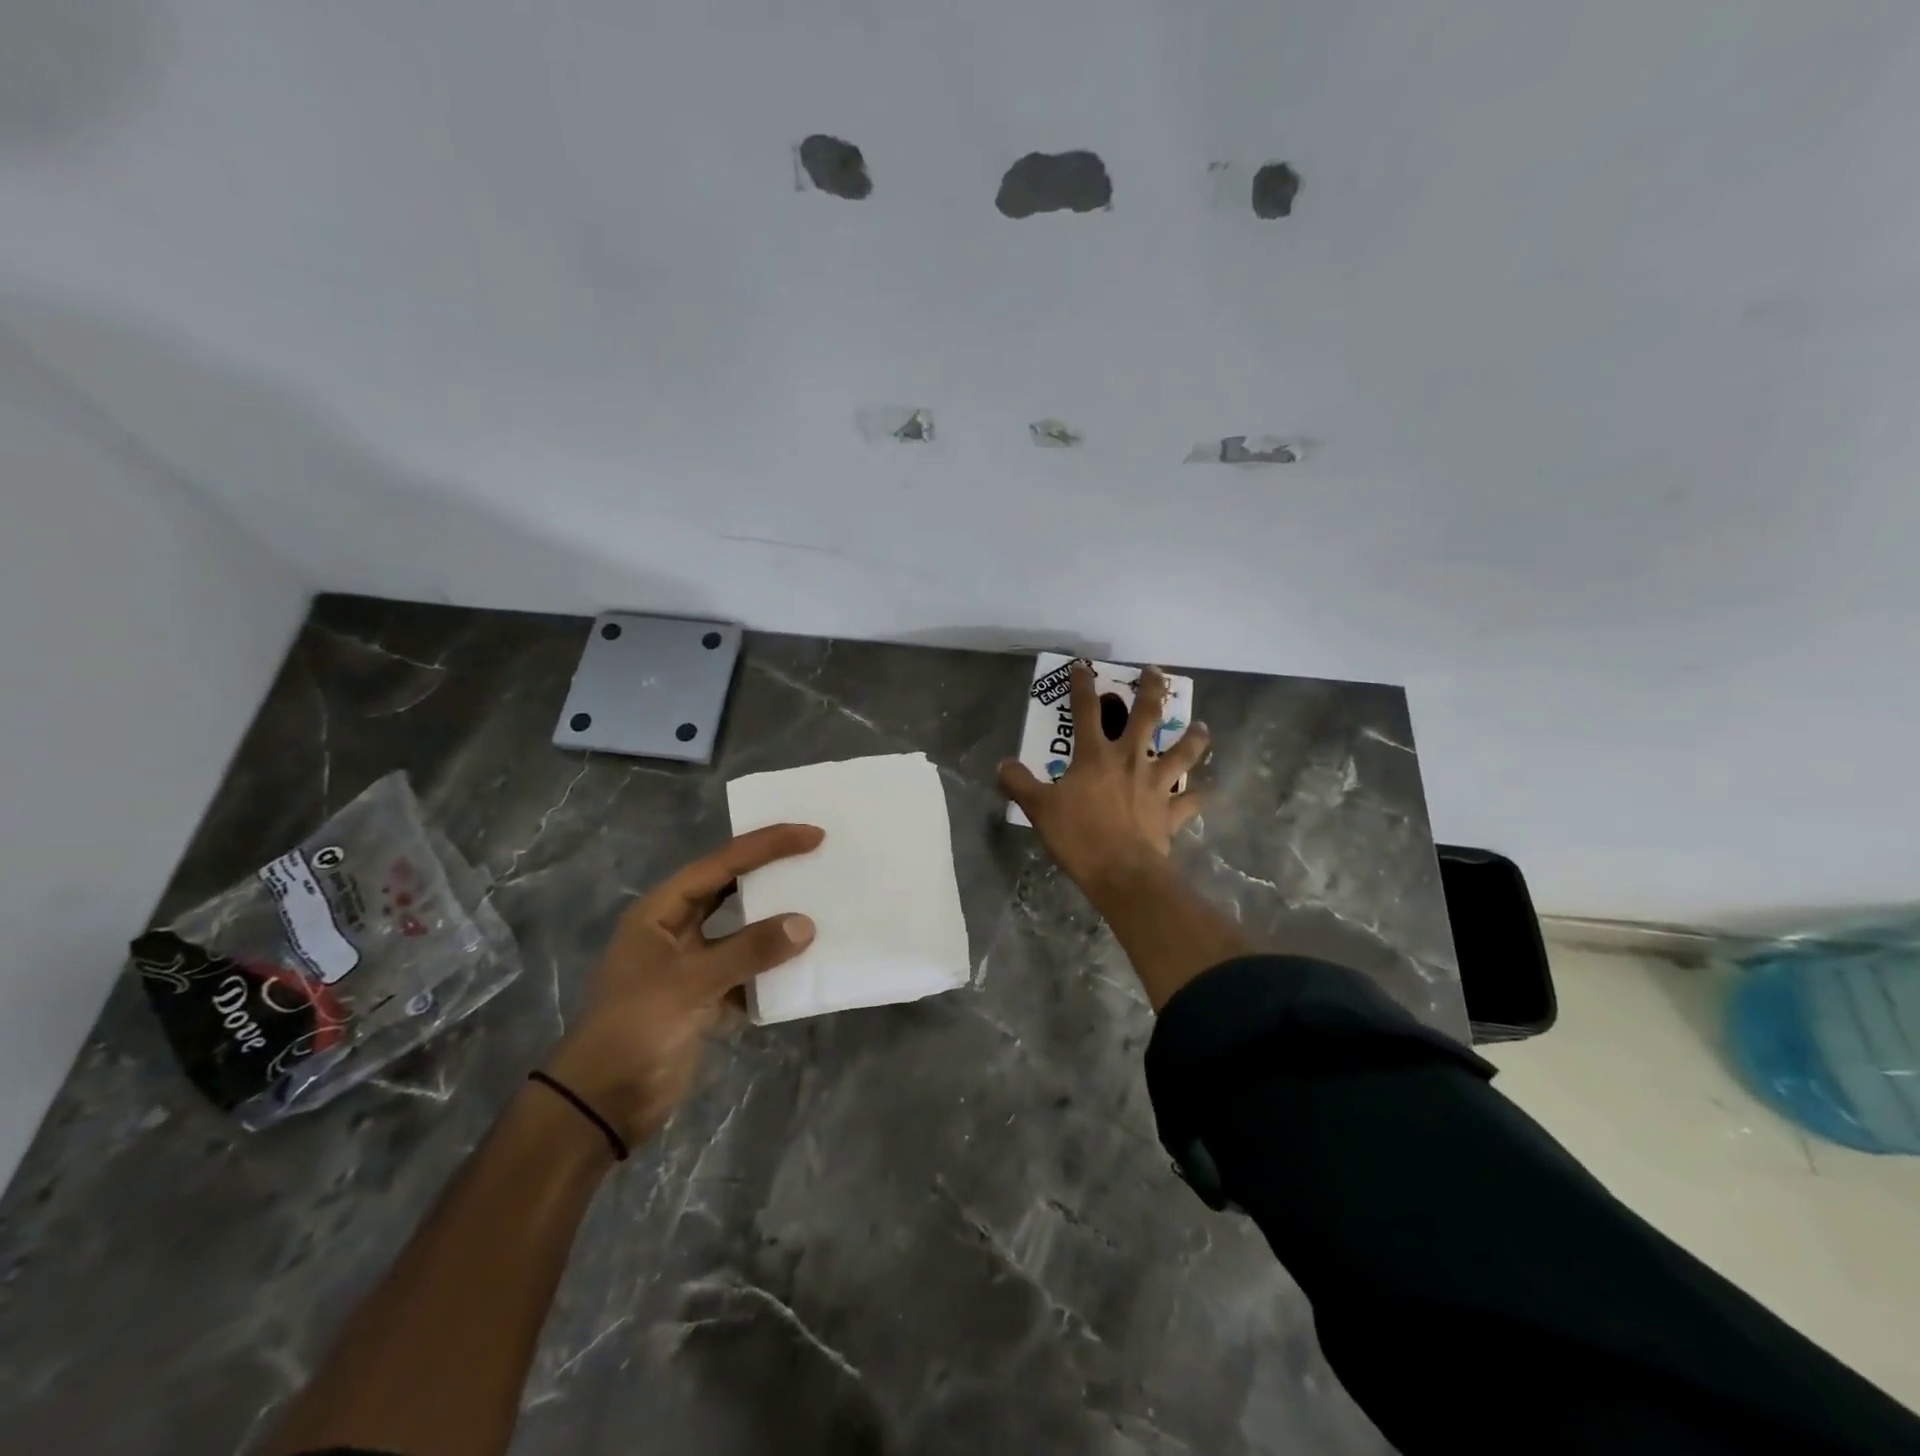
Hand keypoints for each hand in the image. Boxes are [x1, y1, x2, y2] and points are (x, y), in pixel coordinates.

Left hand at [541, 824, 823, 1144]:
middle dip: (772, 874)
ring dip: (776, 922)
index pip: (722, 864)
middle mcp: (677, 930)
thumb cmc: (635, 1029)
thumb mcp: (690, 983)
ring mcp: (692, 965)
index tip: (812, 836)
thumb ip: (749, 950)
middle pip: (731, 889)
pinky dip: (774, 968)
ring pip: (742, 931)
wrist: (603, 1105)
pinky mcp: (705, 998)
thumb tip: (806, 925)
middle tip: (817, 858)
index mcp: (661, 911)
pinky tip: (806, 963)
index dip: (767, 845)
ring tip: (819, 904)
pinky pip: (748, 971)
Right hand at [998, 663, 1209, 896]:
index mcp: (1095, 755)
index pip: (1086, 710)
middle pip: (1145, 716)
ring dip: (1193, 737)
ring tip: (1201, 726)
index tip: (1083, 667)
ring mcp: (1156, 784)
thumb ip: (1019, 783)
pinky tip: (1206, 790)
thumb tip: (1002, 764)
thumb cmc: (1078, 836)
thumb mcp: (1039, 809)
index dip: (1083, 685)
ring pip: (1182, 752)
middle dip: (1151, 690)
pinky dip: (1200, 794)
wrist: (1121, 872)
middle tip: (1156, 673)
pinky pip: (1192, 800)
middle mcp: (1130, 759)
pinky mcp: (1172, 810)